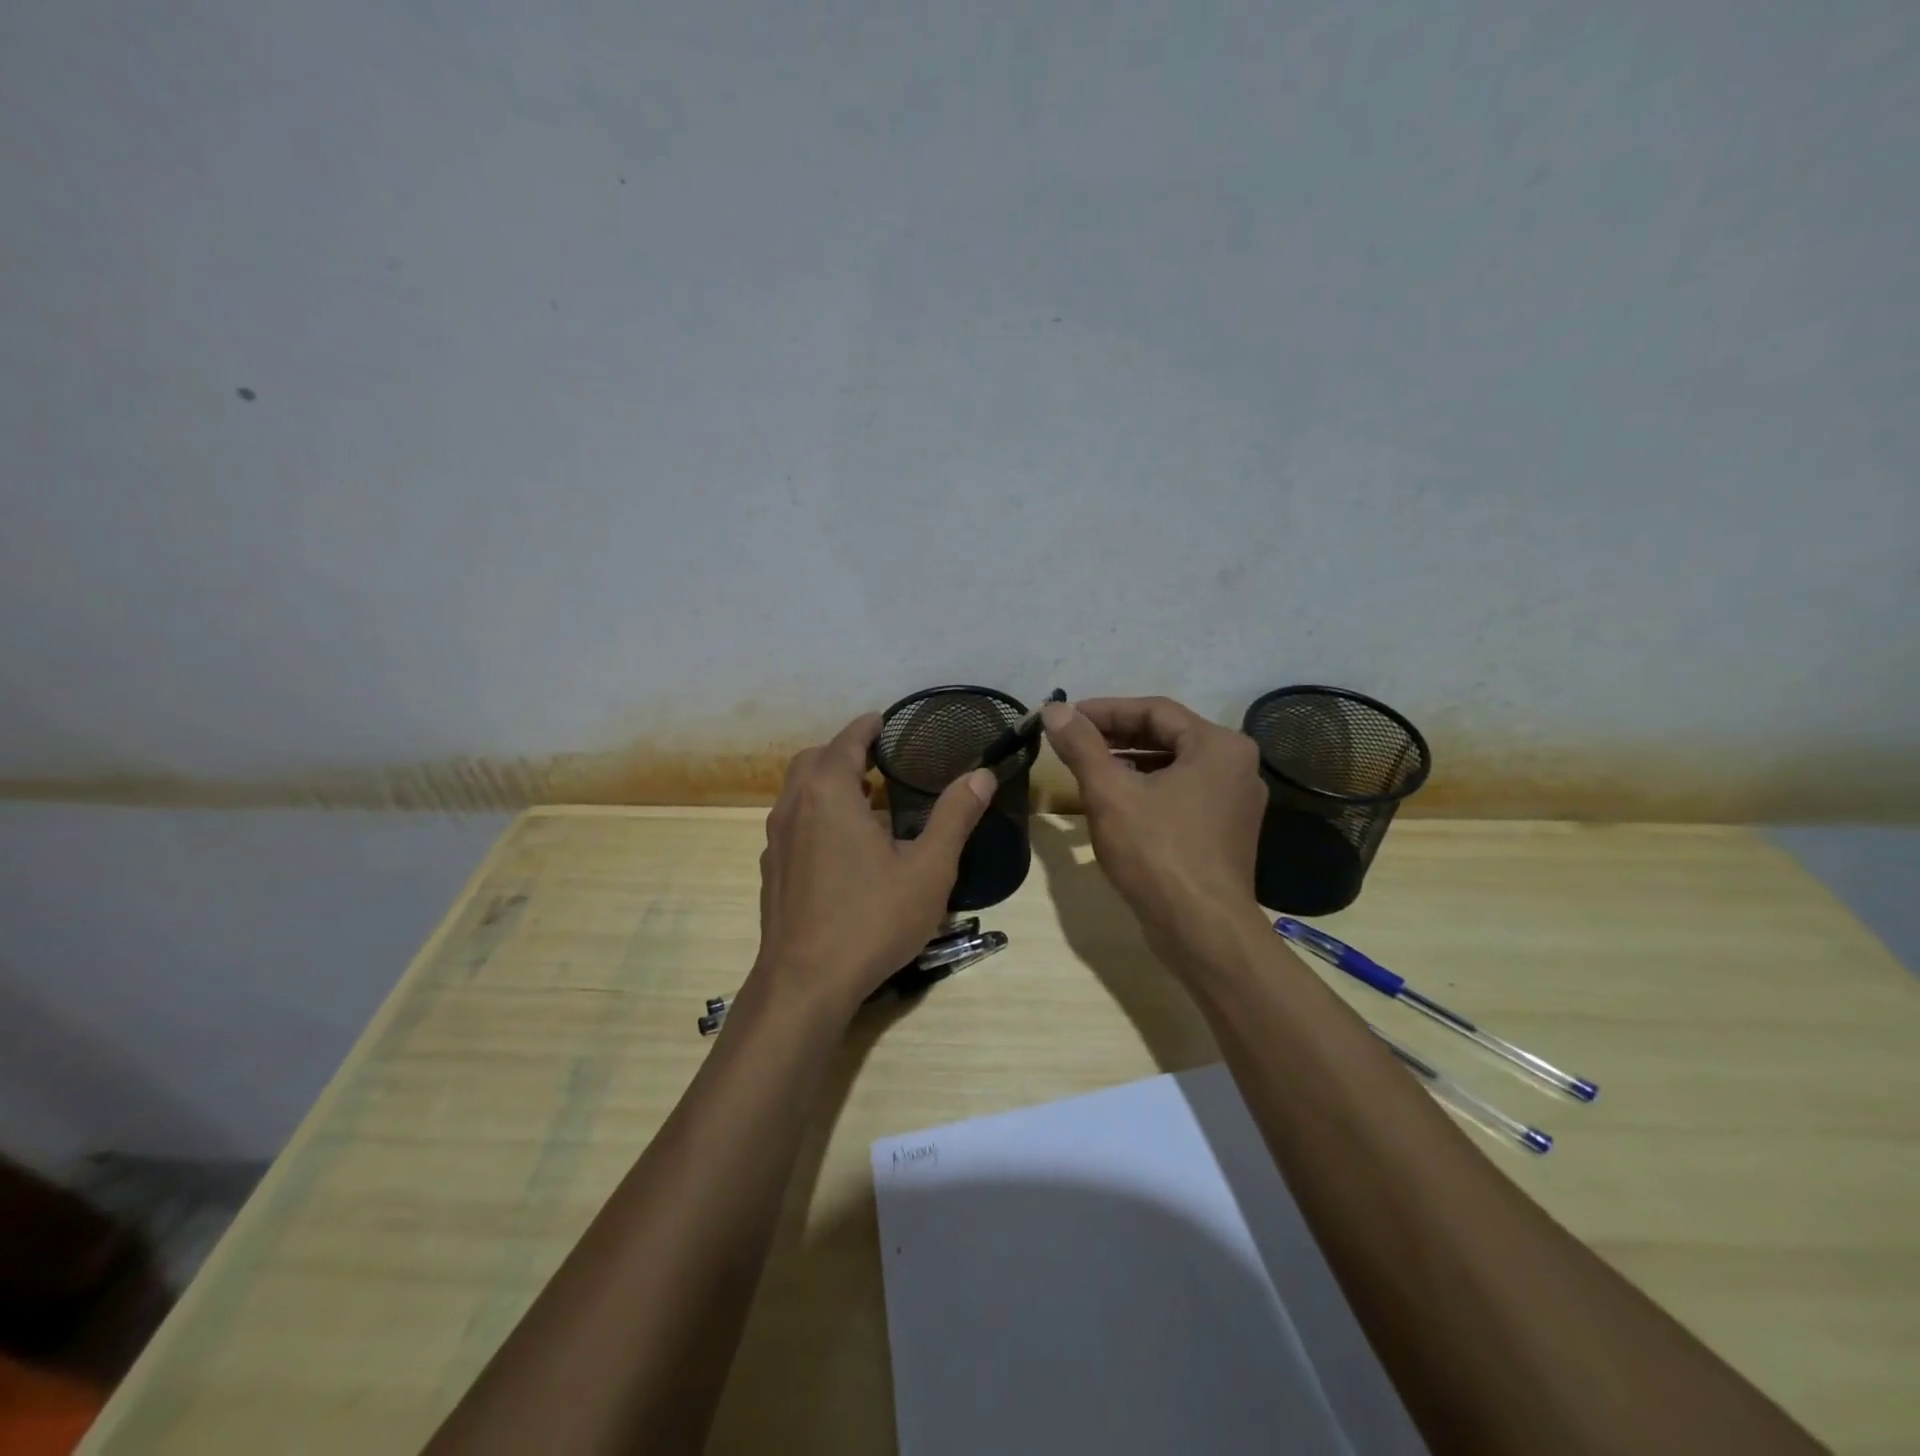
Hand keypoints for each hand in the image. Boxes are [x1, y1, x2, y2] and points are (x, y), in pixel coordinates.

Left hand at [749, 713, 996, 1021]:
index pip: (846, 741)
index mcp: (828, 794)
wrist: (805, 983)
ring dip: (827, 781)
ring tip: (866, 798)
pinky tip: (842, 845)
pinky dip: (815, 812)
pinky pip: (792, 821)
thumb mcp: (928, 869)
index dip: (867, 727)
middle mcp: (794, 807)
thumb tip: (981, 775)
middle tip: (880, 759)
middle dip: (844, 751)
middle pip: (813, 760)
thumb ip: (955, 817)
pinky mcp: (772, 870)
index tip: (886, 721)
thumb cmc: (871, 920)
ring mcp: (776, 840)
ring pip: (797, 791)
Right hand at [1041, 697, 1269, 970]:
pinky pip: (1181, 794)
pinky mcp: (1225, 832)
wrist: (1202, 931)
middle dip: (1115, 736)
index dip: (1104, 710)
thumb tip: (1054, 708)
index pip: (1154, 710)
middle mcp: (1236, 766)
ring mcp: (1234, 802)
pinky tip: (1116, 801)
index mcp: (1219, 745)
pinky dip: (1147, 789)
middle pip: (1166, 736)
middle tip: (1072, 739)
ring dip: (1129, 762)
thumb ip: (1082, 745)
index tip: (1065, 716)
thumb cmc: (1157, 853)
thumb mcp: (1110, 793)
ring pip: (1173, 766)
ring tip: (1087, 766)